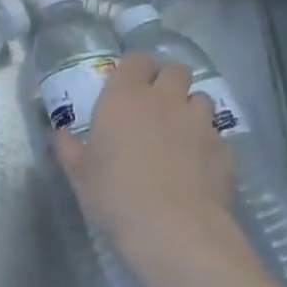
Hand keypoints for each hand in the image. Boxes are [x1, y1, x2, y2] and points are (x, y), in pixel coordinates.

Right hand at [53, 54, 249, 277]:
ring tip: (179, 133)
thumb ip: (68, 148)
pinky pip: (216, 134)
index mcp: (124, 97)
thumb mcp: (79, 173)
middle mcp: (165, 100)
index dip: (135, 68)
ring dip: (190, 109)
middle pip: (176, 70)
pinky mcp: (225, 149)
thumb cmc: (114, 193)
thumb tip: (61, 134)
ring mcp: (199, 123)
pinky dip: (207, 142)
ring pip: (201, 98)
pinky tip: (197, 166)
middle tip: (155, 105)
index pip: (137, 59)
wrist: (173, 228)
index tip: (128, 84)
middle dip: (168, 81)